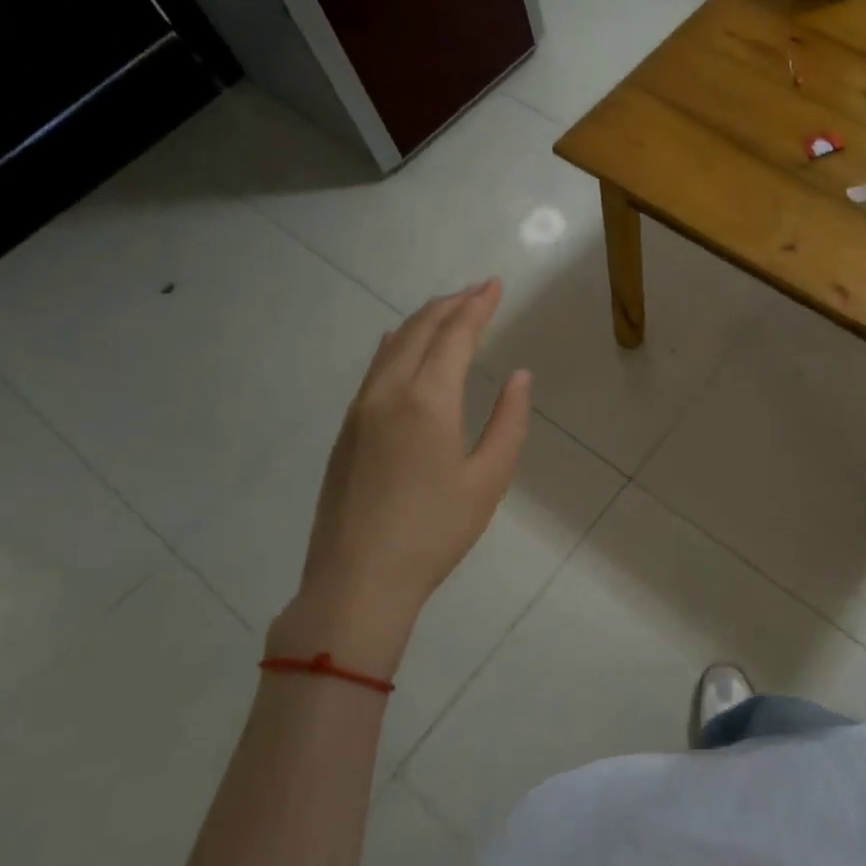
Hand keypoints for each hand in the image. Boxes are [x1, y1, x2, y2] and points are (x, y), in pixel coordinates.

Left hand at [270, 281, 530, 676]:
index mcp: (428, 400)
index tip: (495, 285)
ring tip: (447, 309)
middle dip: (451, 304)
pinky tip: (400, 344)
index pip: (455, 335)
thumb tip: (519, 376)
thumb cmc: (434, 532)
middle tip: (478, 290)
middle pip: (421, 330)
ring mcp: (360, 410)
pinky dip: (397, 344)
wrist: (357, 581)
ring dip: (423, 320)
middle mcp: (389, 392)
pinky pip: (374, 368)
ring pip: (393, 346)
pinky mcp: (346, 430)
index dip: (478, 306)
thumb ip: (508, 422)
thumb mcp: (488, 479)